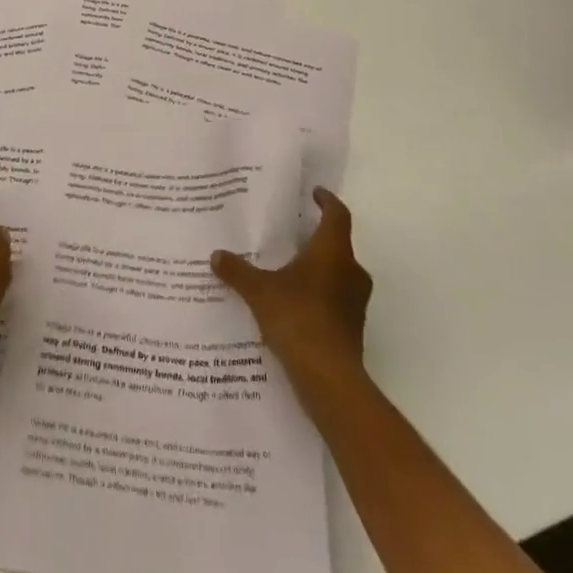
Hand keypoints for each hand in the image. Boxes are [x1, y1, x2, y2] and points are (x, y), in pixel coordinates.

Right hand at [212, 187, 371, 388]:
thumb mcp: (259, 291)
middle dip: (317, 239)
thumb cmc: (297, 318)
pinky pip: (336, 300)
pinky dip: (319, 296)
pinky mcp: (353, 328)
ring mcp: (355, 302)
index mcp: (333, 252)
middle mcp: (351, 271)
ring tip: (289, 271)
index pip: (337, 215)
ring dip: (319, 270)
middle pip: (338, 245)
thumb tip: (216, 255)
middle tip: (292, 235)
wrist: (329, 378)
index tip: (315, 193)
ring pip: (339, 274)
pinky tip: (294, 305)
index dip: (327, 201)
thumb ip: (238, 271)